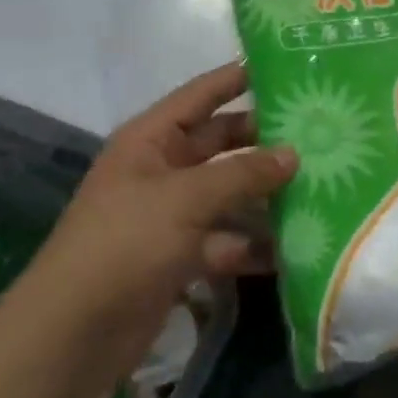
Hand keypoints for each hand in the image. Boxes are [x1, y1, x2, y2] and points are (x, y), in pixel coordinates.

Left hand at [23, 64, 296, 376]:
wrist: (75, 331)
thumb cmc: (125, 243)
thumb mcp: (186, 198)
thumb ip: (242, 174)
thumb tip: (293, 153)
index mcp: (150, 140)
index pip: (200, 96)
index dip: (236, 79)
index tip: (283, 66)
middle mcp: (161, 170)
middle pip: (220, 144)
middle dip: (263, 140)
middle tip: (320, 132)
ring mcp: (172, 216)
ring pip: (228, 194)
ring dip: (266, 194)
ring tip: (322, 185)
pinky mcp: (182, 257)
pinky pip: (226, 239)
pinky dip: (255, 243)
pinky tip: (298, 245)